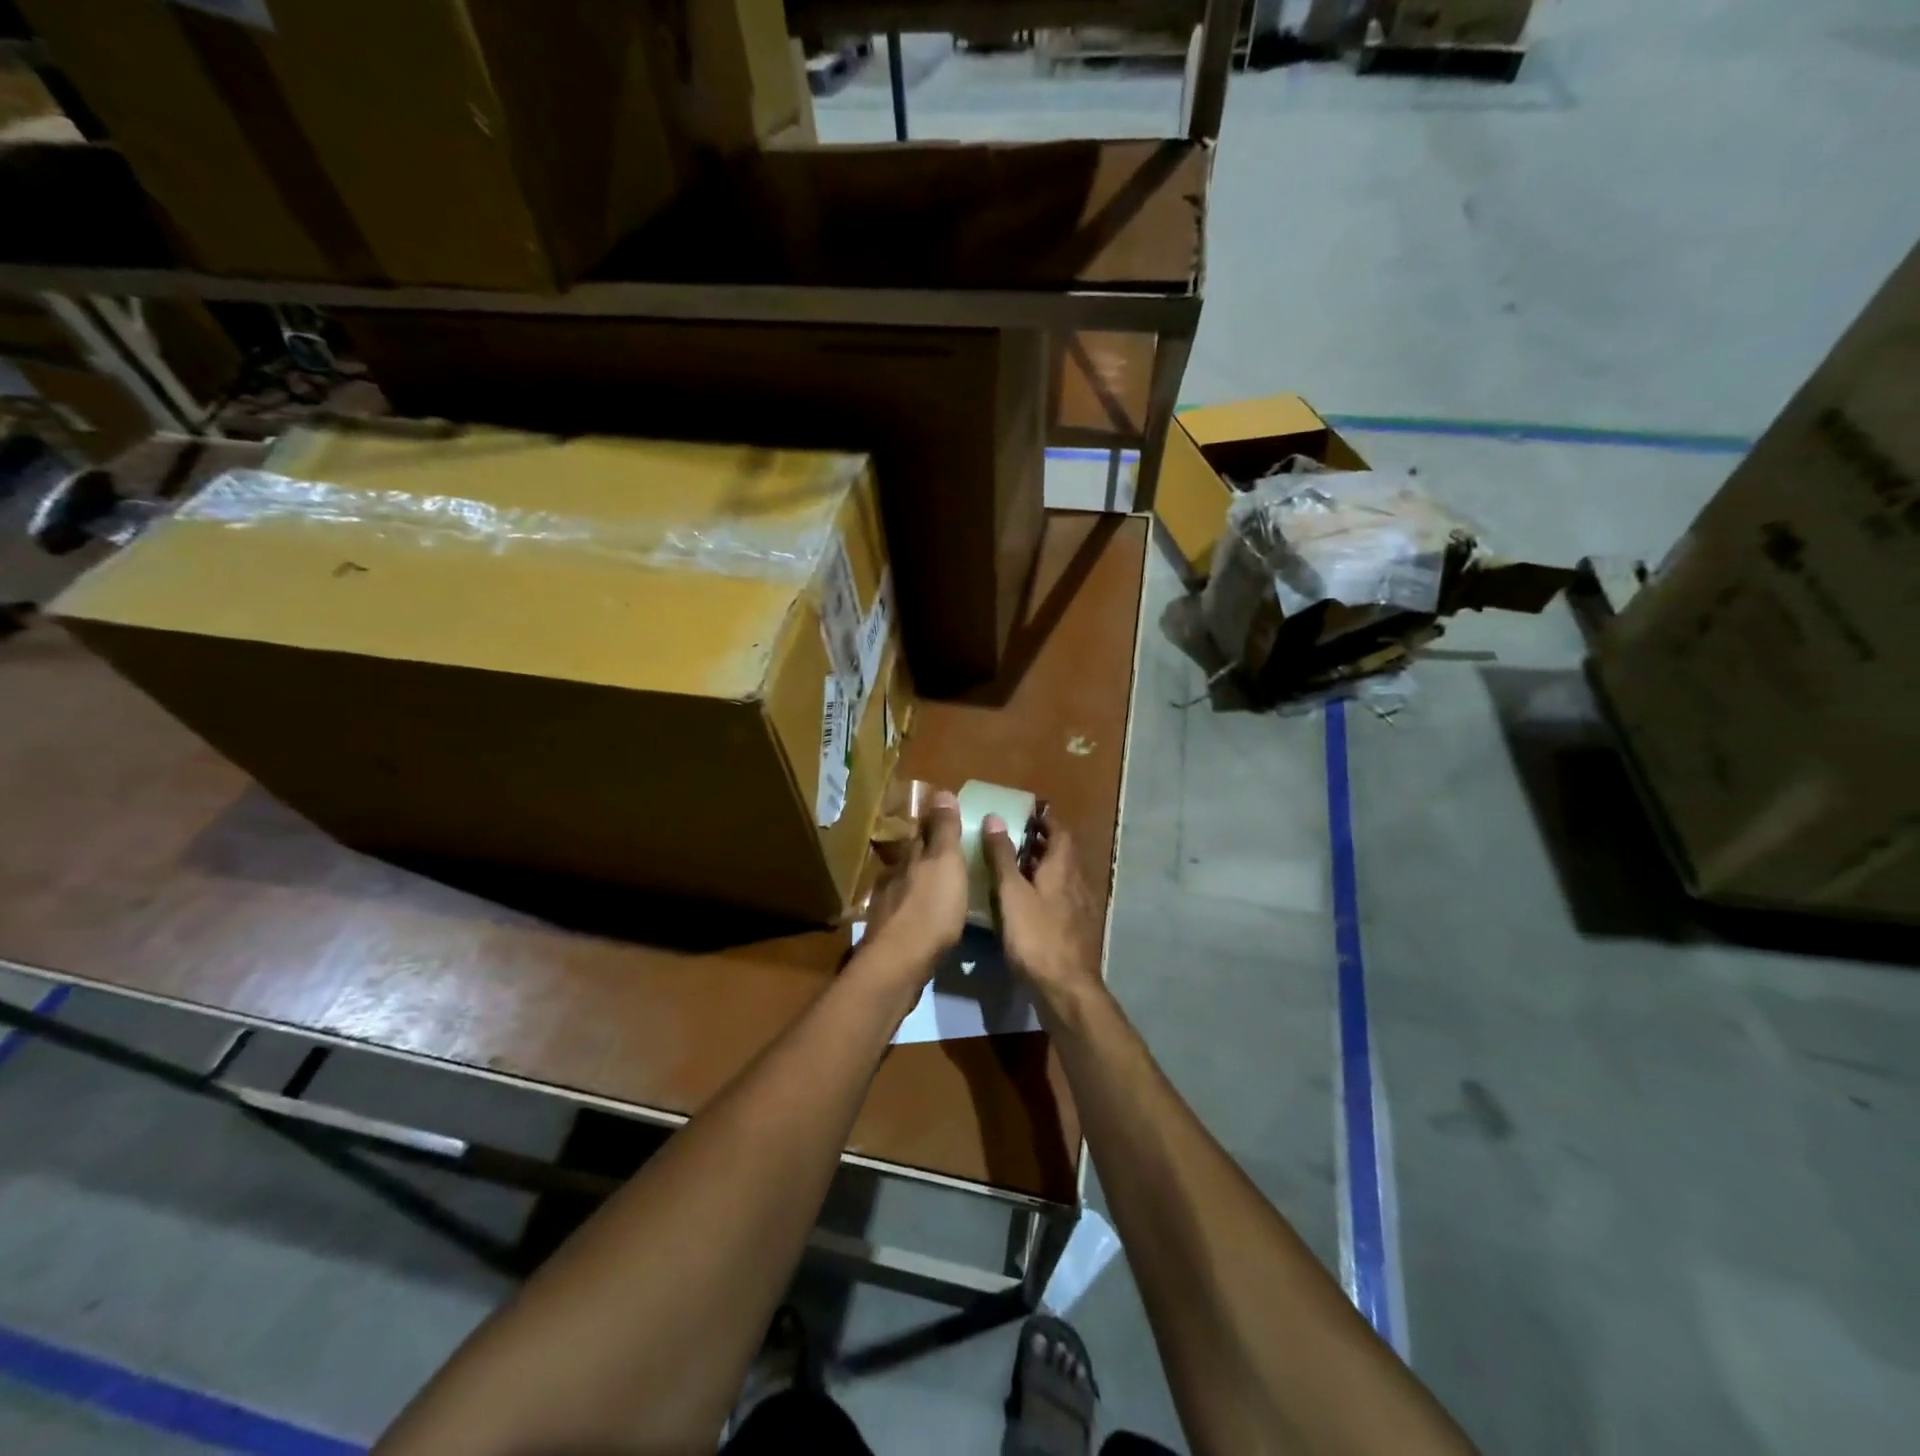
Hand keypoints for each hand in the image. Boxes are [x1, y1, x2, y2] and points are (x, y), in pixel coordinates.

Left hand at [857, 790, 967, 994]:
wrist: (899, 963)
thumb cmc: (931, 909)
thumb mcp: (946, 863)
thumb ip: (944, 831)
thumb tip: (940, 791)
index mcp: (910, 856)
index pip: (921, 832)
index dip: (934, 824)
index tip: (948, 818)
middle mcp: (894, 876)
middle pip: (911, 858)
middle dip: (926, 853)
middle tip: (948, 853)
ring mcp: (888, 906)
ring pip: (906, 885)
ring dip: (920, 882)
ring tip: (940, 885)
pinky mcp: (888, 934)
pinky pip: (905, 912)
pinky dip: (916, 909)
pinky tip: (926, 917)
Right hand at [981, 807, 1101, 1010]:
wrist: (1067, 988)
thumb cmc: (1036, 937)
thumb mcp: (1011, 894)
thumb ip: (1003, 856)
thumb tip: (995, 817)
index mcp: (1063, 868)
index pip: (1059, 831)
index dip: (1045, 820)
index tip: (1026, 813)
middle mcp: (1077, 881)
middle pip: (1063, 853)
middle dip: (1042, 842)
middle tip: (1014, 837)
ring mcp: (1081, 907)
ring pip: (1063, 876)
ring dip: (1044, 866)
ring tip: (1016, 867)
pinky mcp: (1078, 928)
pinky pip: (1063, 896)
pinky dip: (1047, 889)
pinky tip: (1030, 903)